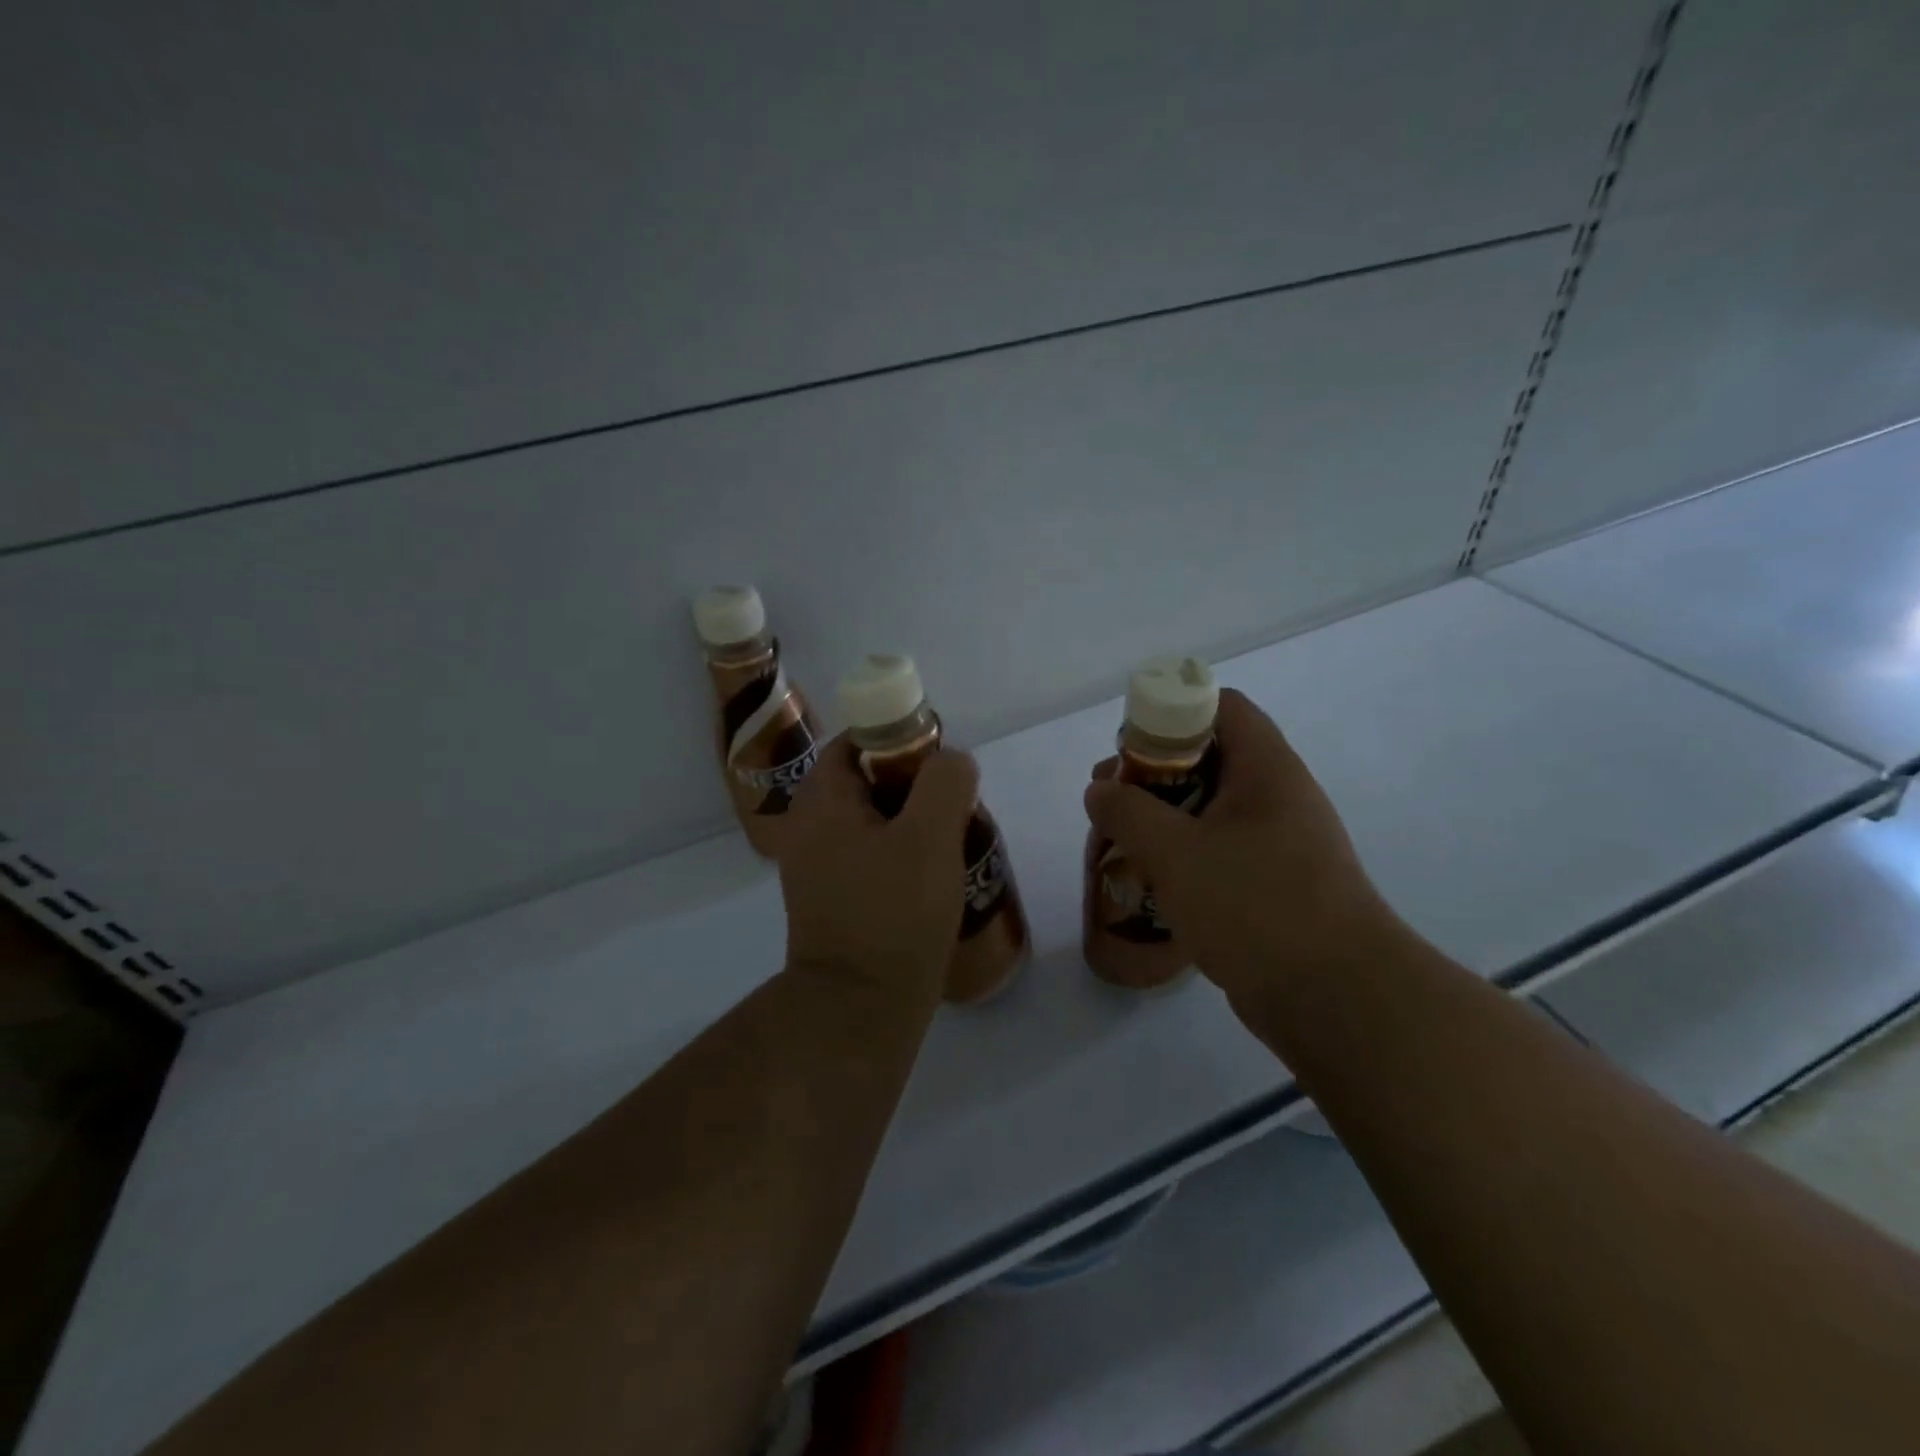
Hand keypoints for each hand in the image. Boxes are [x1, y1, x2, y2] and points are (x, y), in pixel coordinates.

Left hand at [777, 734, 979, 1004]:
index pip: (856, 743)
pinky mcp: (834, 901)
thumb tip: (951, 761)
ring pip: (872, 822)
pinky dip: (901, 856)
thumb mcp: (930, 837)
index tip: (940, 765)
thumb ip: (944, 782)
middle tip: (954, 806)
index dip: (899, 740)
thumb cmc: (894, 915)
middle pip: (865, 782)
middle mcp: (809, 829)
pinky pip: (870, 857)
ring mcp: (817, 869)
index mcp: (821, 803)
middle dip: (913, 786)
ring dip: (912, 824)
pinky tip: (934, 879)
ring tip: (953, 842)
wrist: (858, 1011)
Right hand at [1084, 689, 1403, 1011]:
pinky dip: (1186, 855)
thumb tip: (1099, 790)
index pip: (1221, 707)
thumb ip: (1127, 813)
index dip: (1171, 713)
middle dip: (1154, 773)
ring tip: (1122, 843)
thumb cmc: (1255, 906)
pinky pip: (1222, 851)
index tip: (1129, 748)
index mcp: (1266, 769)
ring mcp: (1282, 843)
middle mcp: (1279, 796)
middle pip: (1210, 757)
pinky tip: (1154, 882)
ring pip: (1212, 809)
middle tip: (1111, 801)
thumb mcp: (1175, 853)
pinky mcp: (1276, 884)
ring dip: (1165, 818)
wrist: (1337, 1000)